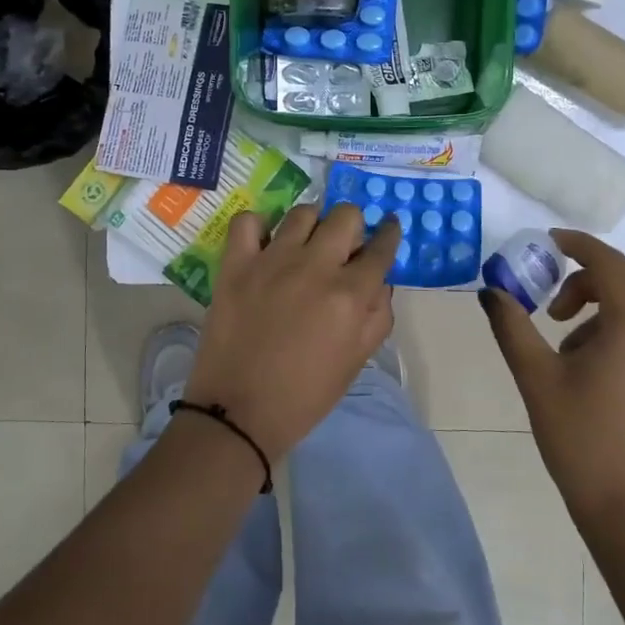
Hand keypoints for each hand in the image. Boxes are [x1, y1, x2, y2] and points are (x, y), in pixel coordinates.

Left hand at [185, 203, 401, 461]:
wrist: (239, 412)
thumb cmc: (305, 395)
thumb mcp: (357, 361)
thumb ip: (378, 316)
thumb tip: (380, 281)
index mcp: (350, 294)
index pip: (381, 247)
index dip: (389, 234)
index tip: (388, 228)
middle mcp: (315, 267)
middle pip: (345, 215)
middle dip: (352, 226)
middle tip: (343, 245)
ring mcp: (272, 261)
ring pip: (302, 212)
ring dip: (312, 224)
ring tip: (305, 243)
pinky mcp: (236, 264)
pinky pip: (247, 220)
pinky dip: (258, 225)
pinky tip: (264, 243)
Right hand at [480, 230, 624, 532]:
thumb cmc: (581, 440)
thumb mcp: (536, 379)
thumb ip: (512, 327)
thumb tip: (491, 292)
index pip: (608, 264)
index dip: (577, 244)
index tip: (547, 240)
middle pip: (624, 283)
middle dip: (582, 278)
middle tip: (547, 299)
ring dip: (593, 309)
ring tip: (560, 348)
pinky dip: (608, 332)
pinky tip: (583, 372)